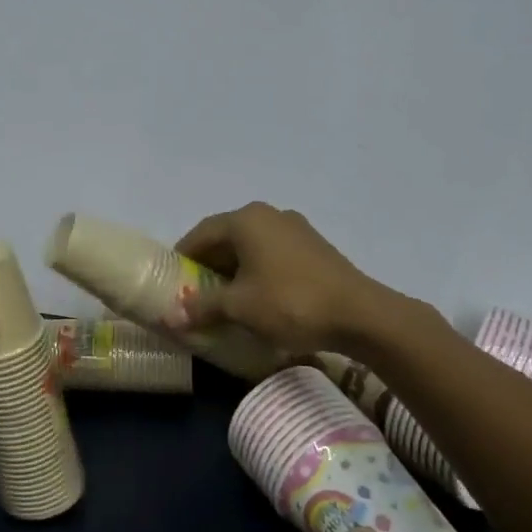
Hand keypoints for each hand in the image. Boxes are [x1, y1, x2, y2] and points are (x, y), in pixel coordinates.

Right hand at [164, 202, 381, 354]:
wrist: (360, 314)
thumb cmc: (289, 302)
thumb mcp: (239, 307)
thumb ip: (203, 306)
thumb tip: (172, 316)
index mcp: (246, 220)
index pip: (201, 233)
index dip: (183, 257)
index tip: (172, 281)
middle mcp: (269, 215)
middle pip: (226, 237)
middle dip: (208, 264)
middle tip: (195, 293)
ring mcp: (296, 229)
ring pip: (251, 246)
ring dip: (233, 269)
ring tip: (224, 299)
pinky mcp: (314, 247)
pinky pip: (272, 254)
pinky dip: (257, 271)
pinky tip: (257, 297)